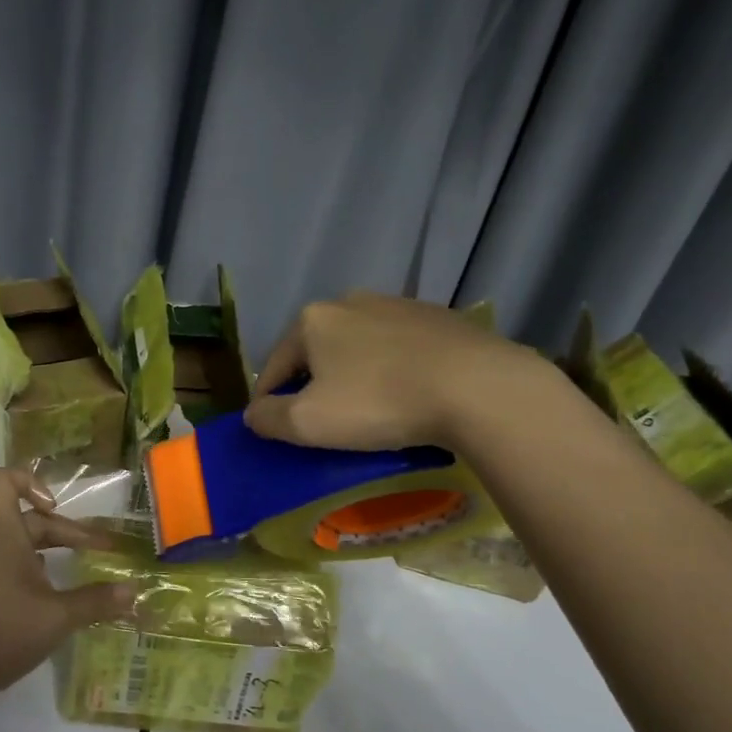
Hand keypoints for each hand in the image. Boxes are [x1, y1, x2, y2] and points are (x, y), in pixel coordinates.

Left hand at [0, 468, 133, 712]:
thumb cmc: (0, 635)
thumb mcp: (57, 618)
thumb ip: (96, 602)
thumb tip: (133, 590)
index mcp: (4, 537)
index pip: (1, 481)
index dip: (30, 481)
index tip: (57, 507)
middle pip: (28, 519)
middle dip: (67, 530)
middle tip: (101, 552)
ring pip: (20, 544)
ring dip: (53, 549)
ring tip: (80, 569)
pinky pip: (11, 566)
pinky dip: (37, 571)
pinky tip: (53, 597)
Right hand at [243, 293, 543, 450]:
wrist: (478, 387)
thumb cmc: (379, 403)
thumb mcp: (308, 423)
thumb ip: (268, 418)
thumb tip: (253, 414)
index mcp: (311, 320)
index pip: (273, 367)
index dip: (267, 401)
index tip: (273, 430)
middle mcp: (349, 301)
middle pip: (314, 352)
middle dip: (311, 384)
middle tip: (321, 421)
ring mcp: (397, 304)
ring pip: (357, 347)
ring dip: (351, 374)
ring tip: (366, 409)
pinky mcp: (437, 317)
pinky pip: (397, 348)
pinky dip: (390, 369)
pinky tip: (405, 394)